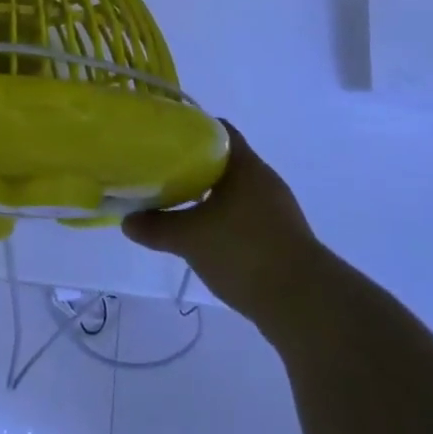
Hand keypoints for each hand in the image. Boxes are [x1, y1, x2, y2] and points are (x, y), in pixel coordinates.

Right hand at [122, 123, 325, 328]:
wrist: (305, 305)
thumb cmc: (245, 252)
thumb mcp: (190, 238)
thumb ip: (156, 226)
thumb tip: (127, 221)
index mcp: (246, 166)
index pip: (217, 129)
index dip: (189, 128)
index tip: (161, 135)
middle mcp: (264, 181)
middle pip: (223, 160)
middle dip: (192, 164)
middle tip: (160, 169)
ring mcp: (276, 211)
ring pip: (234, 190)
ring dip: (208, 194)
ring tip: (176, 202)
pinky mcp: (281, 238)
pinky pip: (244, 216)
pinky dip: (222, 219)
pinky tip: (203, 235)